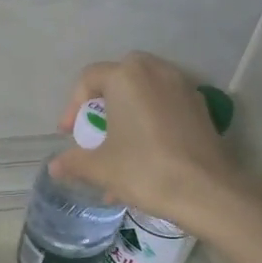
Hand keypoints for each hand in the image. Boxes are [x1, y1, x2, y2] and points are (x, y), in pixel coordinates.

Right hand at [49, 52, 247, 234]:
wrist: (206, 190)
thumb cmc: (145, 170)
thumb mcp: (100, 168)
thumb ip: (74, 161)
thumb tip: (54, 166)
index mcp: (126, 77)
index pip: (89, 78)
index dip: (73, 106)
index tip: (69, 135)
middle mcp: (155, 72)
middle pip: (120, 77)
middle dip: (104, 103)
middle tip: (97, 131)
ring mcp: (182, 88)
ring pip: (146, 92)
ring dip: (129, 114)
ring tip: (120, 150)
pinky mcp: (201, 108)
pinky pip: (166, 106)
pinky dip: (151, 122)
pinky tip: (147, 156)